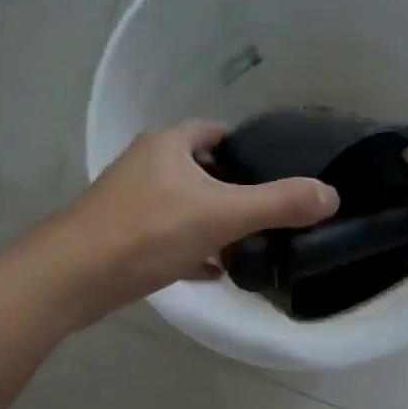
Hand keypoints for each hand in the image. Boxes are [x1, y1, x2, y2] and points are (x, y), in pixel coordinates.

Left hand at [58, 120, 338, 319]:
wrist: (76, 276)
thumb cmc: (149, 231)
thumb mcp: (222, 215)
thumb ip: (278, 204)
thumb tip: (331, 196)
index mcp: (168, 146)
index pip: (213, 131)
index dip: (244, 146)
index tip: (273, 169)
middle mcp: (145, 166)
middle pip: (199, 170)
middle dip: (231, 189)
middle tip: (266, 213)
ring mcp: (129, 203)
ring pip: (182, 207)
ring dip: (211, 223)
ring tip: (247, 245)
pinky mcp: (120, 238)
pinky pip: (166, 238)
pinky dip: (190, 250)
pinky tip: (212, 272)